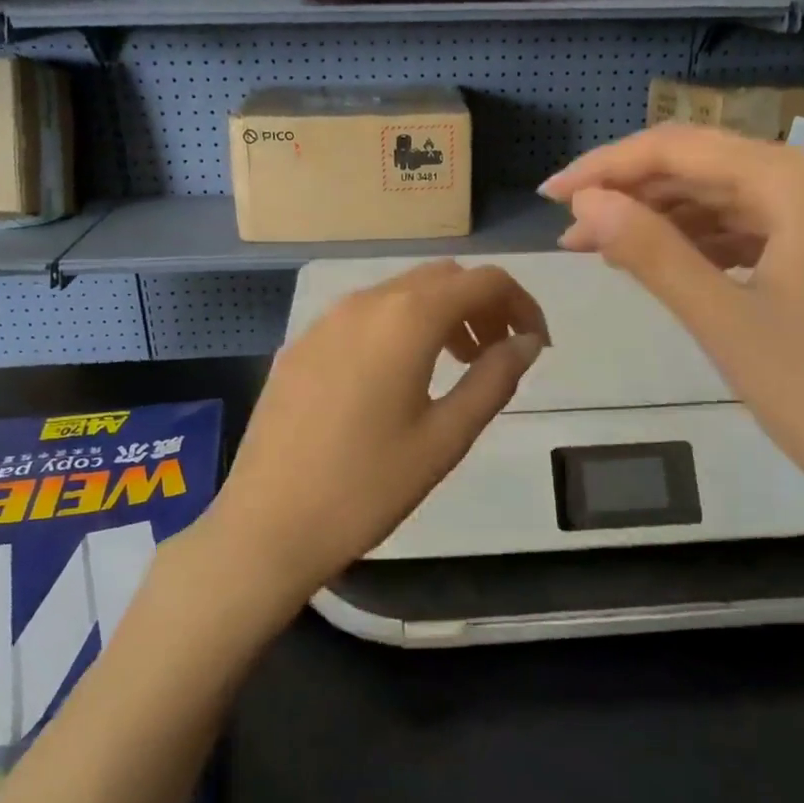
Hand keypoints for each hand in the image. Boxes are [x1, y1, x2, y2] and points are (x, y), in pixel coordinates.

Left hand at [199, 259, 547, 610]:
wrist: (267, 524)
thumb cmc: (367, 486)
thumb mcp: (445, 437)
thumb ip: (494, 379)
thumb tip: (528, 342)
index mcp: (406, 318)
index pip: (483, 280)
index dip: (521, 303)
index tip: (537, 344)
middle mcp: (365, 302)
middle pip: (442, 278)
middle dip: (482, 305)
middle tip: (498, 355)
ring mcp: (326, 320)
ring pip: (401, 292)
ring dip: (441, 314)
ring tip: (457, 365)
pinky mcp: (301, 344)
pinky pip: (365, 314)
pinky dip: (400, 326)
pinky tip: (398, 377)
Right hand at [541, 125, 803, 549]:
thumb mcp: (723, 321)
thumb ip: (650, 251)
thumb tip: (583, 203)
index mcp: (801, 183)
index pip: (682, 148)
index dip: (607, 166)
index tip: (550, 196)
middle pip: (705, 166)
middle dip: (631, 192)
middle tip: (568, 227)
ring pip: (728, 198)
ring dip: (663, 218)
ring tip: (600, 247)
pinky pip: (754, 230)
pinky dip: (703, 242)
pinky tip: (664, 263)